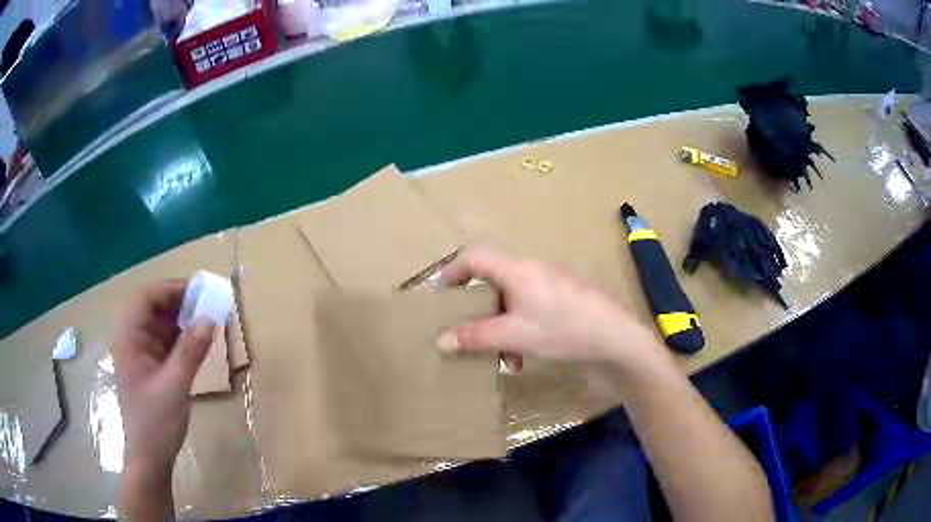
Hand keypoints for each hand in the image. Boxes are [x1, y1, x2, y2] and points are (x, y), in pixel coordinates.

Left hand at [113, 280, 213, 473]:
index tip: (201, 291)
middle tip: (208, 304)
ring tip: (208, 319)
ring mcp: (142, 351)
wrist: (151, 456)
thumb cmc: (156, 421)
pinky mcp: (152, 364)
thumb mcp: (175, 386)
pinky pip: (167, 340)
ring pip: (161, 322)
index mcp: (129, 337)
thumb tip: (210, 318)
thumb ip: (191, 351)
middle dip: (180, 301)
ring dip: (183, 318)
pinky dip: (182, 336)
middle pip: (154, 306)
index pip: (146, 297)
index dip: (172, 288)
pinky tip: (199, 340)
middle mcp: (132, 338)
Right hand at [437, 246, 660, 368]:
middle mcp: (532, 268)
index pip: (474, 257)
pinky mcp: (565, 294)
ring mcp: (551, 280)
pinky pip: (531, 304)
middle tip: (473, 332)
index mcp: (516, 270)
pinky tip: (528, 354)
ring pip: (513, 298)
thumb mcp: (514, 336)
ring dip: (503, 326)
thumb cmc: (561, 330)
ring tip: (507, 358)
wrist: (615, 336)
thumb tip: (441, 341)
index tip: (441, 294)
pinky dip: (522, 326)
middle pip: (494, 281)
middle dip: (482, 311)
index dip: (453, 272)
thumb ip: (475, 337)